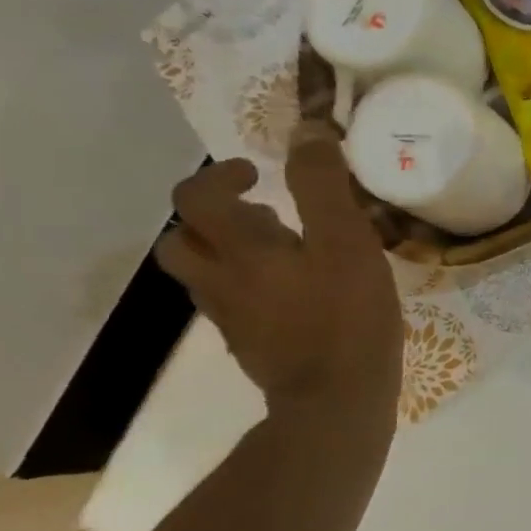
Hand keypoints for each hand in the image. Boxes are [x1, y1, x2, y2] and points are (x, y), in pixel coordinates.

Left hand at [155, 124, 400, 420]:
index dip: (221, 175)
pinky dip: (247, 286)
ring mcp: (231, 318)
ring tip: (277, 252)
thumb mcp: (347, 241)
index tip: (258, 173)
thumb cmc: (347, 316)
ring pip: (203, 274)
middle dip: (212, 217)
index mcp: (239, 249)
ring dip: (227, 252)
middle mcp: (220, 280)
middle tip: (261, 214)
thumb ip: (323, 186)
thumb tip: (308, 130)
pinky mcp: (249, 345)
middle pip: (183, 240)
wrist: (337, 399)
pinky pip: (231, 304)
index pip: (198, 197)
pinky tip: (292, 294)